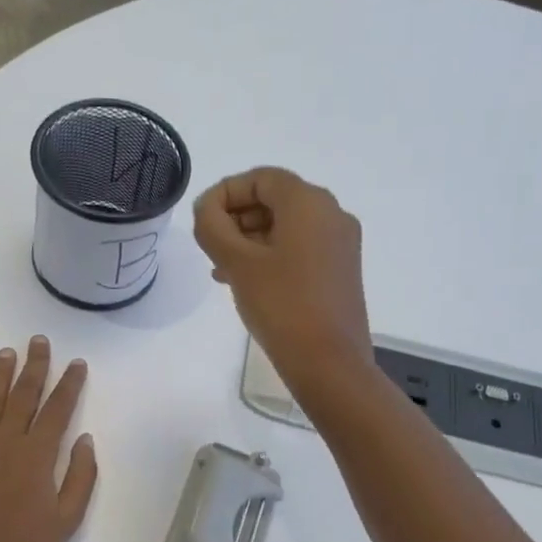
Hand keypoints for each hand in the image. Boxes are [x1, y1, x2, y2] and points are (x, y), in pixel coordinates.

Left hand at [0, 336, 97, 541]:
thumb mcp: (68, 519)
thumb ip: (81, 476)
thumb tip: (85, 439)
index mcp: (38, 455)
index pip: (58, 409)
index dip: (69, 383)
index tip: (76, 363)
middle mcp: (6, 441)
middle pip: (23, 395)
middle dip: (35, 366)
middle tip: (39, 341)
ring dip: (0, 374)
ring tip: (8, 352)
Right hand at [193, 168, 373, 400]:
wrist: (330, 363)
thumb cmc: (282, 305)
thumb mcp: (237, 262)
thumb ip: (213, 226)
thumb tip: (206, 208)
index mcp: (309, 202)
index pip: (260, 178)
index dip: (225, 192)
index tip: (201, 220)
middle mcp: (332, 214)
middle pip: (275, 199)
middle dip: (236, 218)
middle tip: (209, 247)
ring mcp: (340, 244)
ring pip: (286, 226)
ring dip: (249, 240)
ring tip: (220, 269)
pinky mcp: (340, 270)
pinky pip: (299, 249)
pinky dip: (270, 256)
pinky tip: (246, 282)